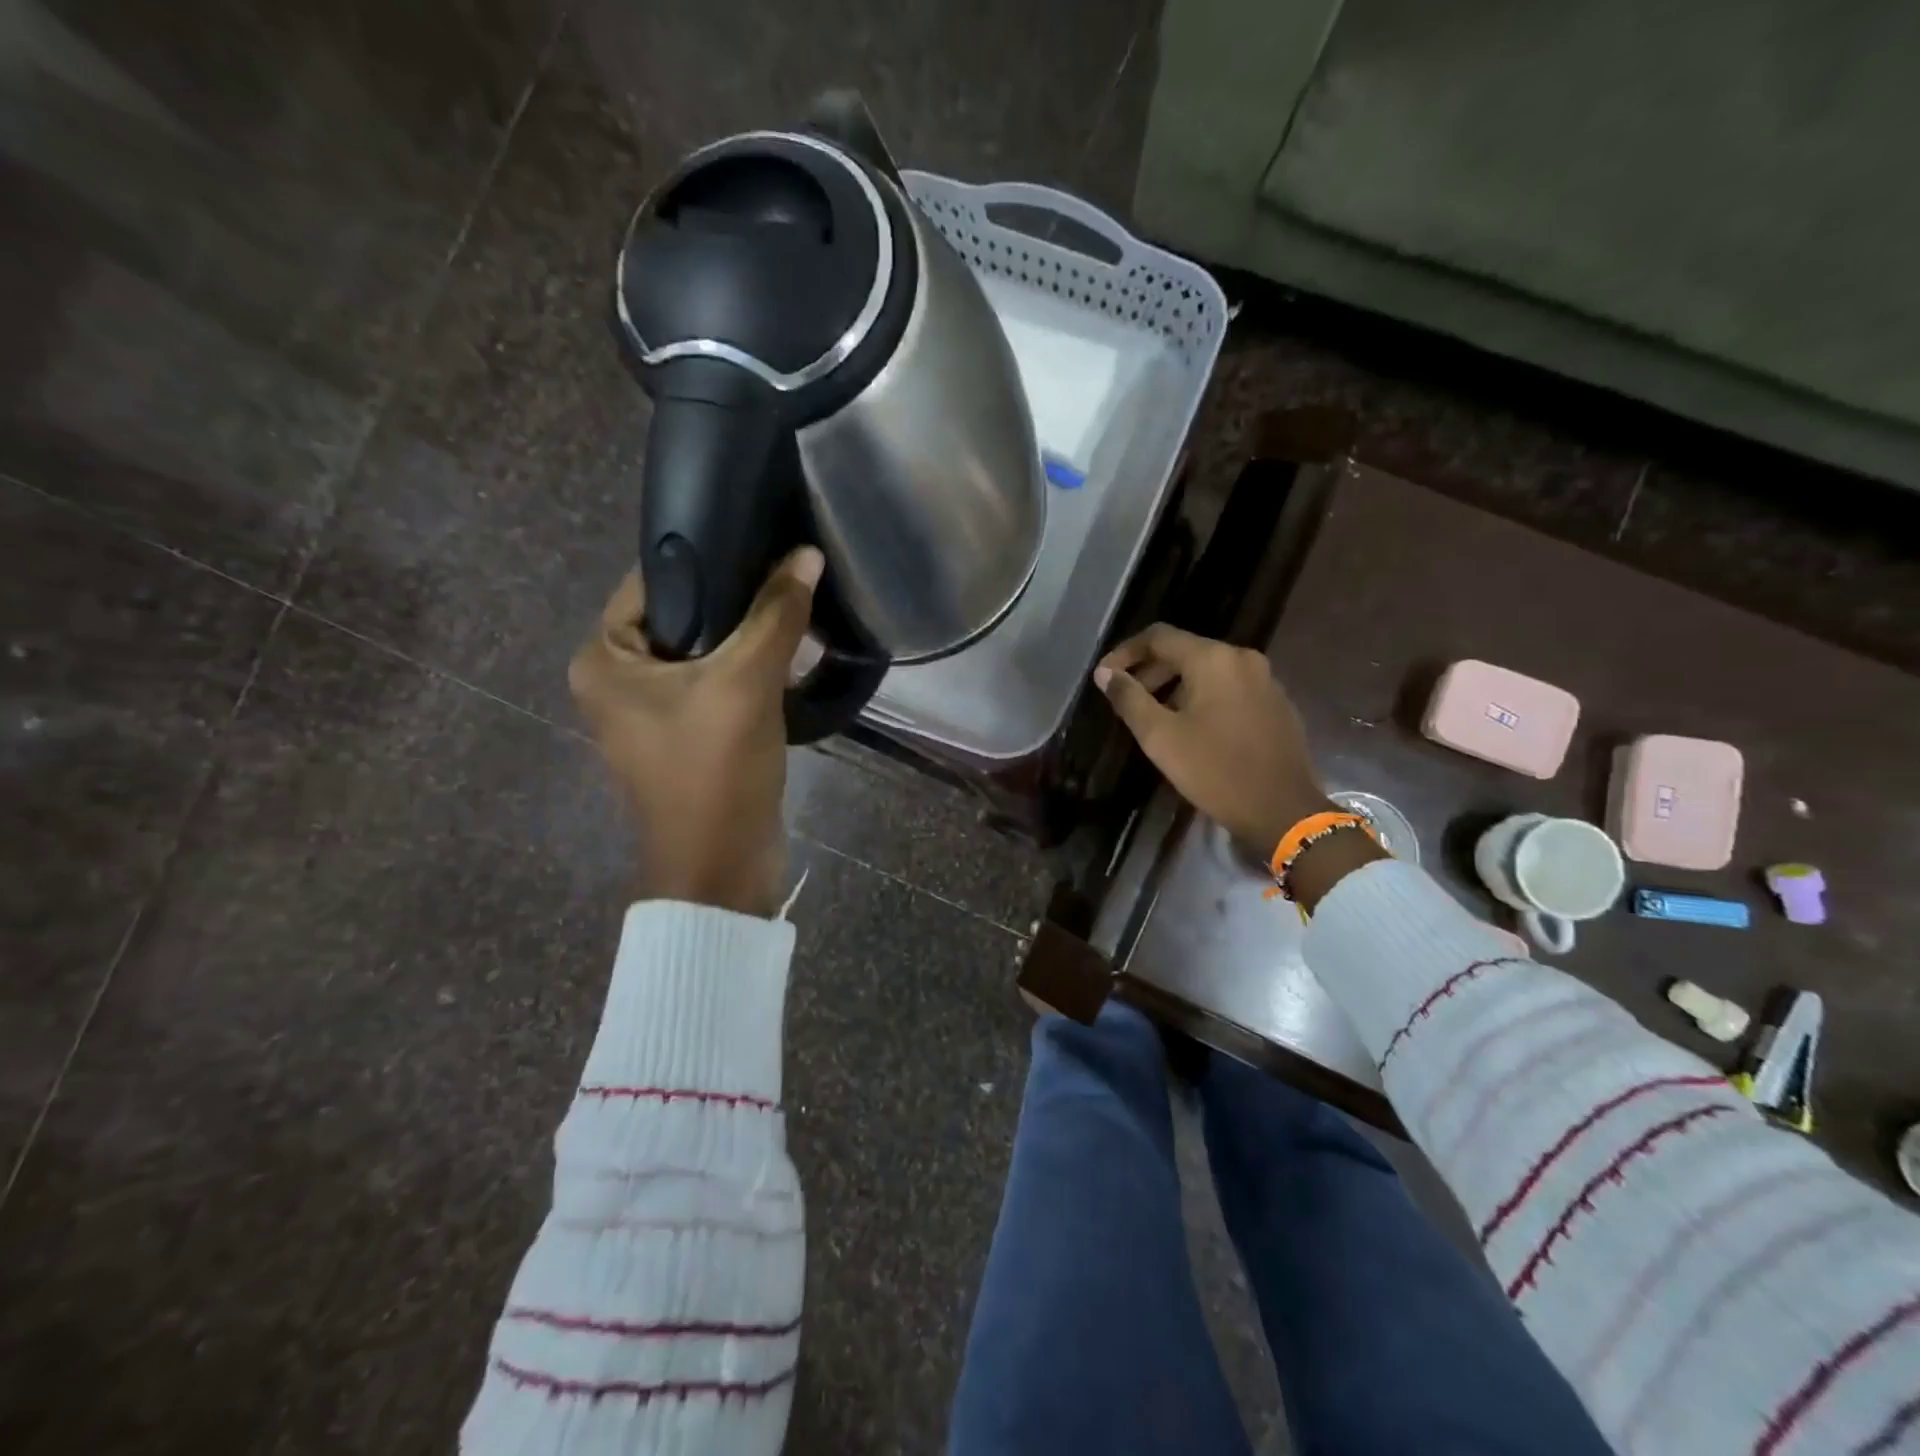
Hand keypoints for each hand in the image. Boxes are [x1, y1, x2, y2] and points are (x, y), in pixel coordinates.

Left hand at [570, 548, 822, 916]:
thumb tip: (807, 555)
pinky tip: (788, 655)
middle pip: (680, 616)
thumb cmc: (714, 770)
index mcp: (603, 660)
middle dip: (733, 600)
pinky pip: (714, 684)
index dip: (706, 559)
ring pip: (702, 652)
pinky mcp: (684, 736)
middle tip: (785, 575)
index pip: (652, 582)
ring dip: (745, 636)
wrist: (723, 866)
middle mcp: (616, 681)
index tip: (759, 541)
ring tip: (794, 607)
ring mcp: (650, 712)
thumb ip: (776, 615)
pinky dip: (746, 670)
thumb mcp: (746, 683)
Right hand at [1095, 624, 1330, 856]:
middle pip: (1185, 650)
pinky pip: (1230, 688)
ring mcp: (1265, 680)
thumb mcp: (1160, 737)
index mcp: (1213, 659)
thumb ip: (1129, 699)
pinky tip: (1194, 728)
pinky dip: (1204, 697)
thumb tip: (1106, 673)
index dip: (1126, 652)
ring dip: (1176, 685)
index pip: (1158, 636)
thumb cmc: (1215, 770)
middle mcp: (1242, 658)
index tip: (1105, 676)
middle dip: (1151, 671)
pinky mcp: (1277, 703)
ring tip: (1156, 716)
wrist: (1282, 810)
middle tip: (1127, 699)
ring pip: (1209, 670)